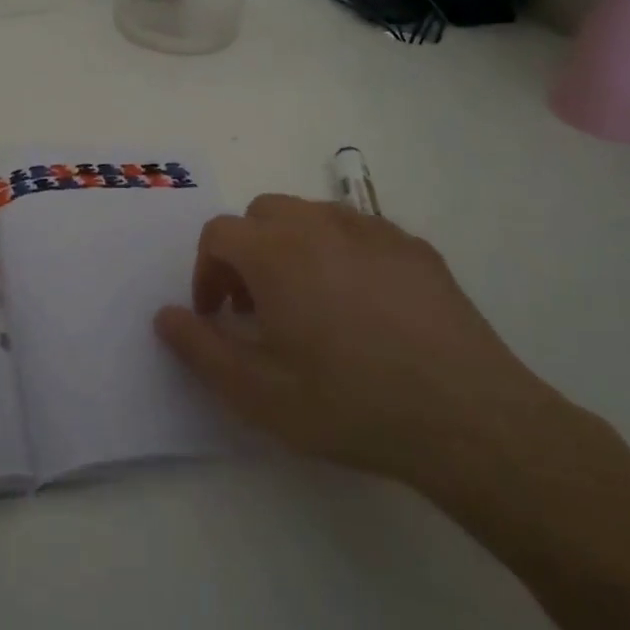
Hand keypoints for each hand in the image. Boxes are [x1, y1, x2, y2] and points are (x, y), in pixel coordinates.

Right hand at [155, 195, 562, 501]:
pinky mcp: (415, 247)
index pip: (218, 233)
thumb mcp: (256, 392)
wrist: (466, 416)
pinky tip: (363, 305)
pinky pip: (359, 231)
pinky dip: (341, 252)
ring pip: (312, 215)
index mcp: (275, 252)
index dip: (206, 272)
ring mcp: (374, 230)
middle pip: (263, 213)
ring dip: (292, 247)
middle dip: (246, 252)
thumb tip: (164, 315)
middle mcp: (320, 224)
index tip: (218, 316)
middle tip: (258, 307)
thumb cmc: (348, 403)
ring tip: (308, 302)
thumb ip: (198, 348)